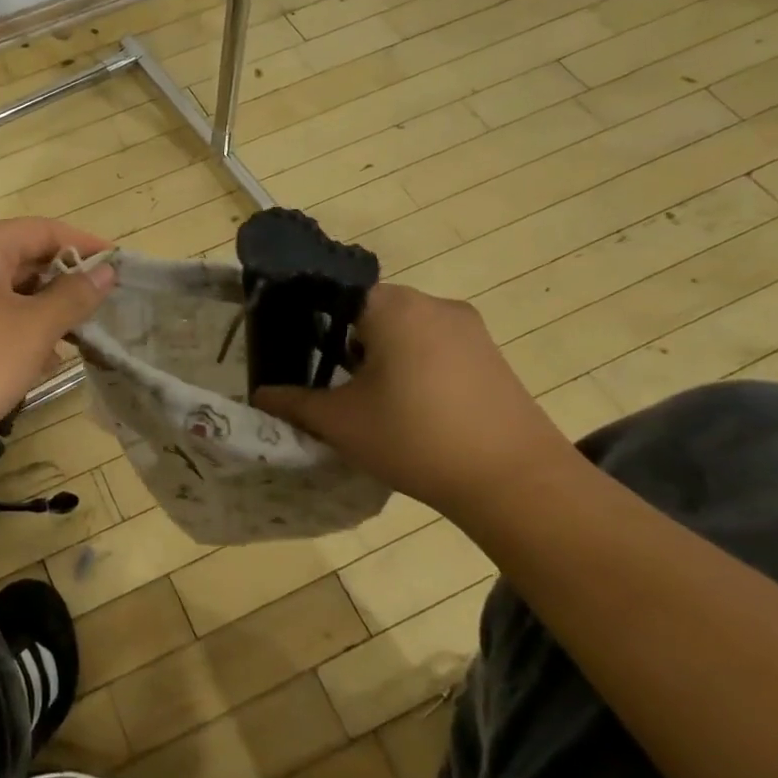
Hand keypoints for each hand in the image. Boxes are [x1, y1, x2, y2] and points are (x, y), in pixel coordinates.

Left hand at [0, 217, 116, 466]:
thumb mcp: (32, 330)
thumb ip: (73, 296)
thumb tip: (106, 271)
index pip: (42, 230)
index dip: (83, 245)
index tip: (118, 266)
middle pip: (20, 258)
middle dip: (60, 285)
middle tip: (96, 312)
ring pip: (1, 292)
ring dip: (37, 314)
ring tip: (67, 345)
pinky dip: (9, 330)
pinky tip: (28, 364)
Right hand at [254, 283, 576, 515]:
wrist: (516, 483)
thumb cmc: (414, 437)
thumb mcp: (340, 422)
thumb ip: (293, 403)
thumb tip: (260, 395)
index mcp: (393, 305)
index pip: (336, 294)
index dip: (312, 323)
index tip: (302, 356)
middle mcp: (433, 303)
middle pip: (372, 312)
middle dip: (349, 345)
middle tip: (335, 386)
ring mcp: (470, 329)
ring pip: (407, 331)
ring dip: (385, 358)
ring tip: (376, 404)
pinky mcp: (493, 357)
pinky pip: (439, 348)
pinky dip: (418, 369)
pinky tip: (417, 412)